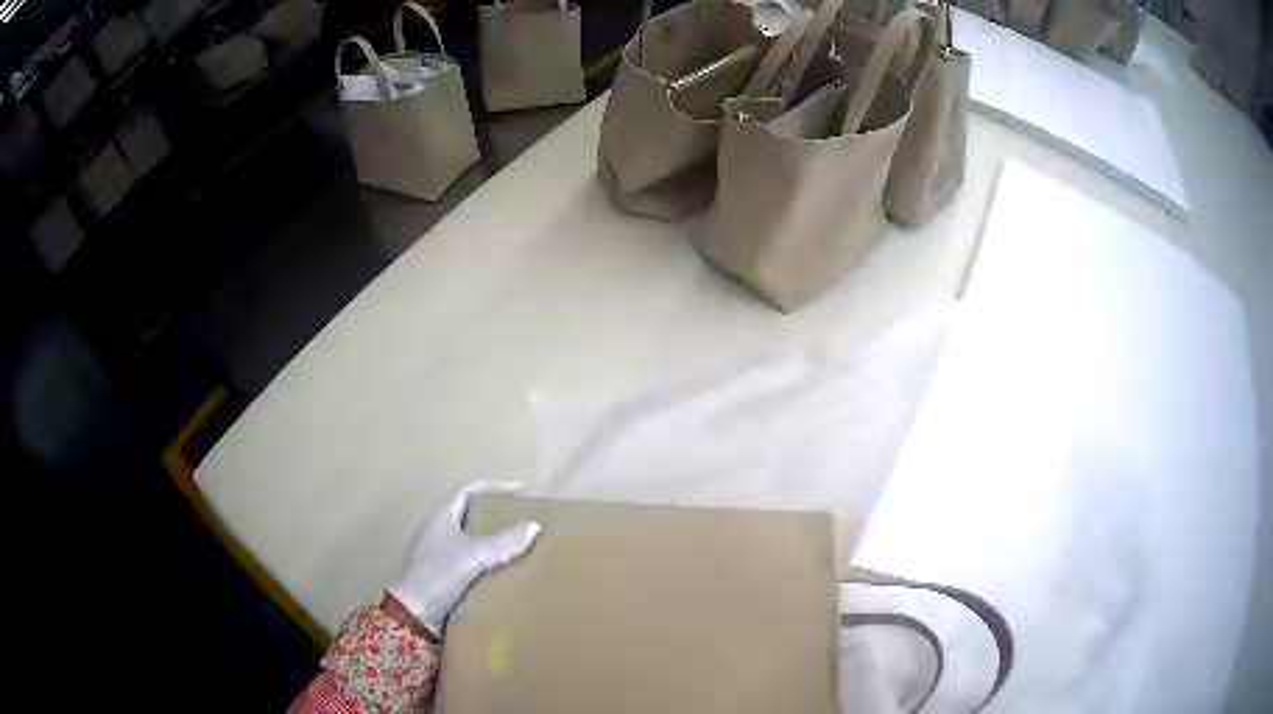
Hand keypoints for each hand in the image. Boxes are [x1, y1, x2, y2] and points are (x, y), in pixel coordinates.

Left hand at [387, 481, 541, 637]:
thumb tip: (534, 526)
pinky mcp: (444, 573)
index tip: (521, 492)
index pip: (468, 490)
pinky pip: (471, 557)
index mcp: (441, 515)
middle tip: (523, 518)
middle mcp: (439, 529)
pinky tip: (505, 568)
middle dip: (497, 513)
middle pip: (471, 512)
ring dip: (494, 537)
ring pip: (472, 536)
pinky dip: (488, 558)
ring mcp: (439, 552)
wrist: (416, 614)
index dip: (494, 487)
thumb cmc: (440, 574)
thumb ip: (505, 541)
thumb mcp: (475, 555)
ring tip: (520, 543)